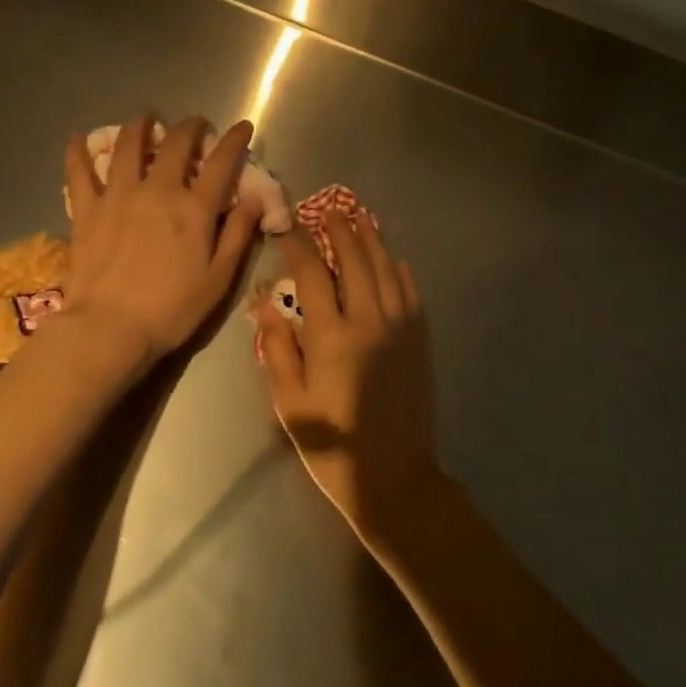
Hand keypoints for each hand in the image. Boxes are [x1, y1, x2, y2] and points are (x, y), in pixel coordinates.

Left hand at [63, 114, 262, 364]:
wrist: (109, 328)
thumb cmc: (172, 310)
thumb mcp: (219, 279)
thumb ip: (238, 234)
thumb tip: (255, 199)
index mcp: (194, 209)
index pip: (222, 162)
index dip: (235, 140)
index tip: (243, 127)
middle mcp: (158, 191)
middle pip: (176, 145)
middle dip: (190, 127)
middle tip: (195, 124)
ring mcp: (118, 196)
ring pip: (128, 147)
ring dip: (140, 126)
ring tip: (145, 116)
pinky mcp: (87, 210)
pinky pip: (79, 172)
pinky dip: (77, 152)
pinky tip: (77, 137)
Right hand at [253, 212, 439, 545]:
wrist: (393, 476)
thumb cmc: (331, 443)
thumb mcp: (290, 401)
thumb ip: (277, 348)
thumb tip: (267, 304)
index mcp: (331, 335)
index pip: (311, 274)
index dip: (298, 244)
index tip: (288, 225)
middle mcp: (368, 320)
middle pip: (354, 260)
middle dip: (340, 230)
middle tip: (330, 210)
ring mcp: (399, 327)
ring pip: (385, 269)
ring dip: (372, 240)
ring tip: (361, 218)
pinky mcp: (418, 339)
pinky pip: (410, 292)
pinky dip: (399, 270)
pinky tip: (392, 259)